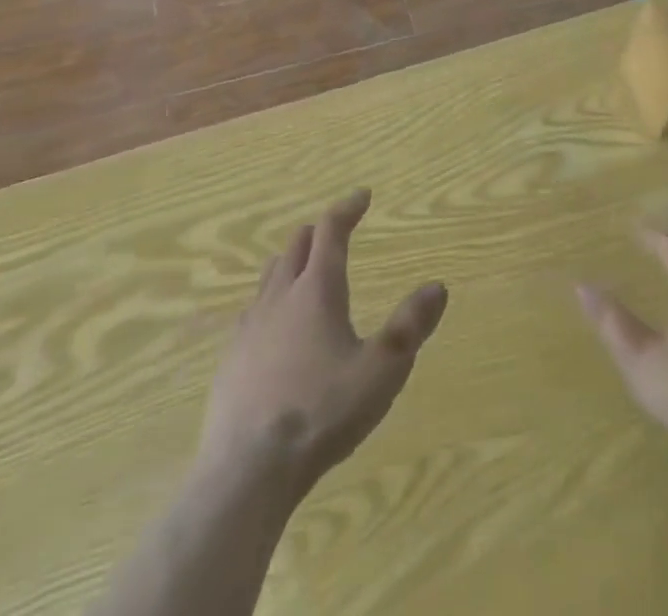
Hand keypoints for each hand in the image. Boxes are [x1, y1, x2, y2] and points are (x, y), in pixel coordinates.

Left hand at [198, 189, 447, 495]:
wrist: (245, 473)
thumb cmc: (321, 414)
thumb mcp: (381, 372)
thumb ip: (410, 327)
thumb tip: (437, 287)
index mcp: (317, 290)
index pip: (331, 230)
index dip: (348, 208)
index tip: (363, 195)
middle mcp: (280, 297)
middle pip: (297, 245)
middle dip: (320, 231)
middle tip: (338, 232)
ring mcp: (249, 328)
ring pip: (270, 275)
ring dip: (292, 261)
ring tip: (307, 270)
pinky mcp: (230, 360)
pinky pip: (252, 311)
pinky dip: (271, 300)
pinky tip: (275, 327)